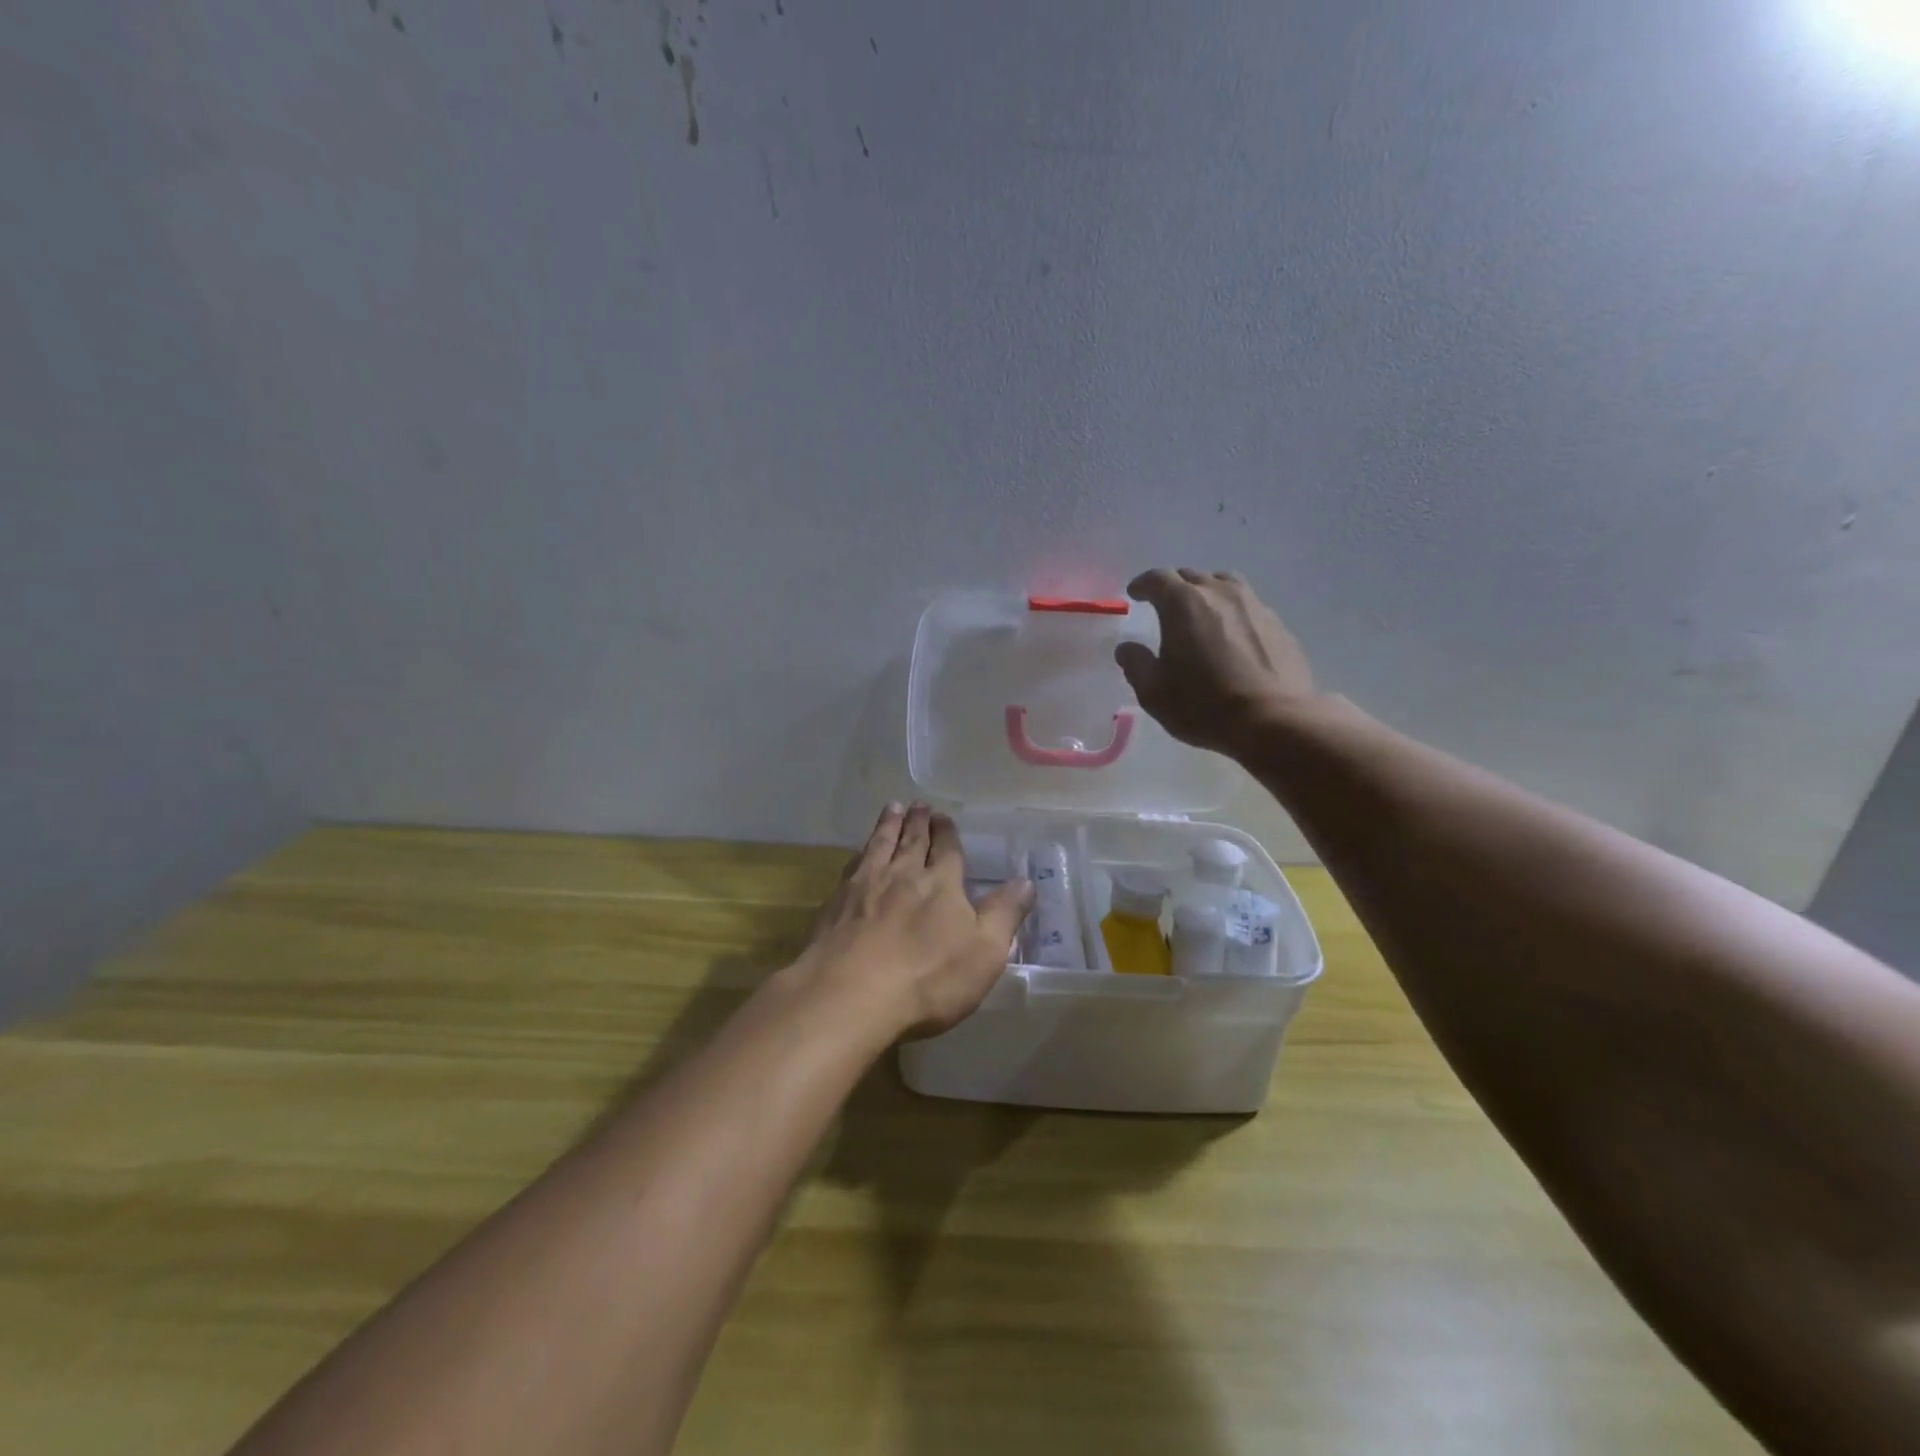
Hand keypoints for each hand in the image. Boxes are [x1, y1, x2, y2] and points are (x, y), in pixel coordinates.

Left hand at [795, 803, 1034, 1042]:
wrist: (850, 994)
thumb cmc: (928, 978)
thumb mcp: (984, 953)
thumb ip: (1004, 914)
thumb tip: (1026, 881)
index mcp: (941, 884)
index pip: (947, 850)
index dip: (947, 833)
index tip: (944, 816)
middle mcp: (903, 875)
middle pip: (912, 841)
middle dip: (918, 822)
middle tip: (918, 805)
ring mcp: (865, 886)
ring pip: (880, 845)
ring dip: (888, 826)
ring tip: (892, 809)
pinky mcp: (835, 904)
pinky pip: (852, 867)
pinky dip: (860, 854)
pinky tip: (859, 854)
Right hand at [1115, 568, 1319, 755]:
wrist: (1274, 721)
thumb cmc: (1204, 705)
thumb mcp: (1154, 692)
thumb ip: (1136, 664)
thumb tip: (1127, 648)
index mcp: (1183, 603)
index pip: (1157, 579)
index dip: (1142, 584)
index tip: (1135, 594)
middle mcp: (1220, 593)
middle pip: (1192, 576)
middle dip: (1174, 588)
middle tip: (1165, 607)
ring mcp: (1254, 605)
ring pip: (1225, 585)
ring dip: (1208, 593)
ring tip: (1202, 614)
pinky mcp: (1278, 624)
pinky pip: (1249, 606)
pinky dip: (1233, 613)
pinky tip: (1233, 637)